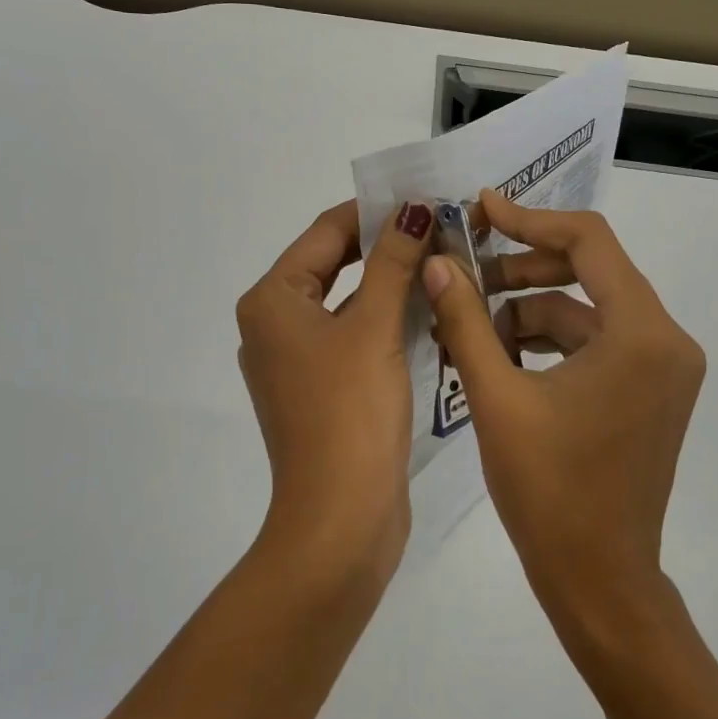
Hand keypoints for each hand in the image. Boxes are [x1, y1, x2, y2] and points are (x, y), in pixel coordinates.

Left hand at [236, 200, 435, 577]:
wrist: (339, 520)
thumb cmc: (350, 413)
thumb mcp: (374, 327)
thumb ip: (393, 262)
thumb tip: (413, 208)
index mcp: (272, 300)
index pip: (325, 232)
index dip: (375, 211)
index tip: (427, 198)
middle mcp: (274, 324)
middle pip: (334, 265)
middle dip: (386, 247)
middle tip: (443, 229)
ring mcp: (295, 361)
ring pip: (348, 303)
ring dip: (391, 284)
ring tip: (445, 262)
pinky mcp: (320, 390)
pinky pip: (353, 338)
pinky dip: (386, 321)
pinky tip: (430, 312)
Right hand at [421, 189, 705, 638]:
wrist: (598, 581)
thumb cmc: (549, 491)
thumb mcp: (496, 397)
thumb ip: (465, 320)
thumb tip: (435, 262)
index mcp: (642, 334)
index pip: (589, 241)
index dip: (529, 219)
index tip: (479, 211)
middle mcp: (666, 340)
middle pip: (589, 271)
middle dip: (521, 268)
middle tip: (463, 271)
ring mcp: (661, 368)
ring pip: (585, 310)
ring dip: (526, 309)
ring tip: (467, 325)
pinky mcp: (647, 390)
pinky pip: (592, 343)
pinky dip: (546, 341)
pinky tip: (496, 356)